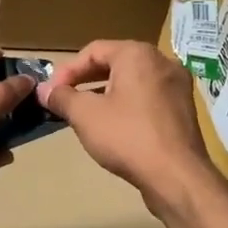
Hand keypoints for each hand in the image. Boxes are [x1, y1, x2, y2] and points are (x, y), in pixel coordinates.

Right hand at [39, 41, 215, 210]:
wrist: (177, 177)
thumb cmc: (127, 136)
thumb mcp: (85, 115)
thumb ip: (62, 97)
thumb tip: (43, 90)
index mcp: (138, 54)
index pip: (94, 50)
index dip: (67, 70)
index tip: (51, 92)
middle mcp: (162, 61)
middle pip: (115, 63)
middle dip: (86, 80)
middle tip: (65, 99)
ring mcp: (177, 86)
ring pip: (132, 81)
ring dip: (106, 93)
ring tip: (85, 113)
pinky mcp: (184, 109)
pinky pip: (148, 97)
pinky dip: (127, 105)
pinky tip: (114, 126)